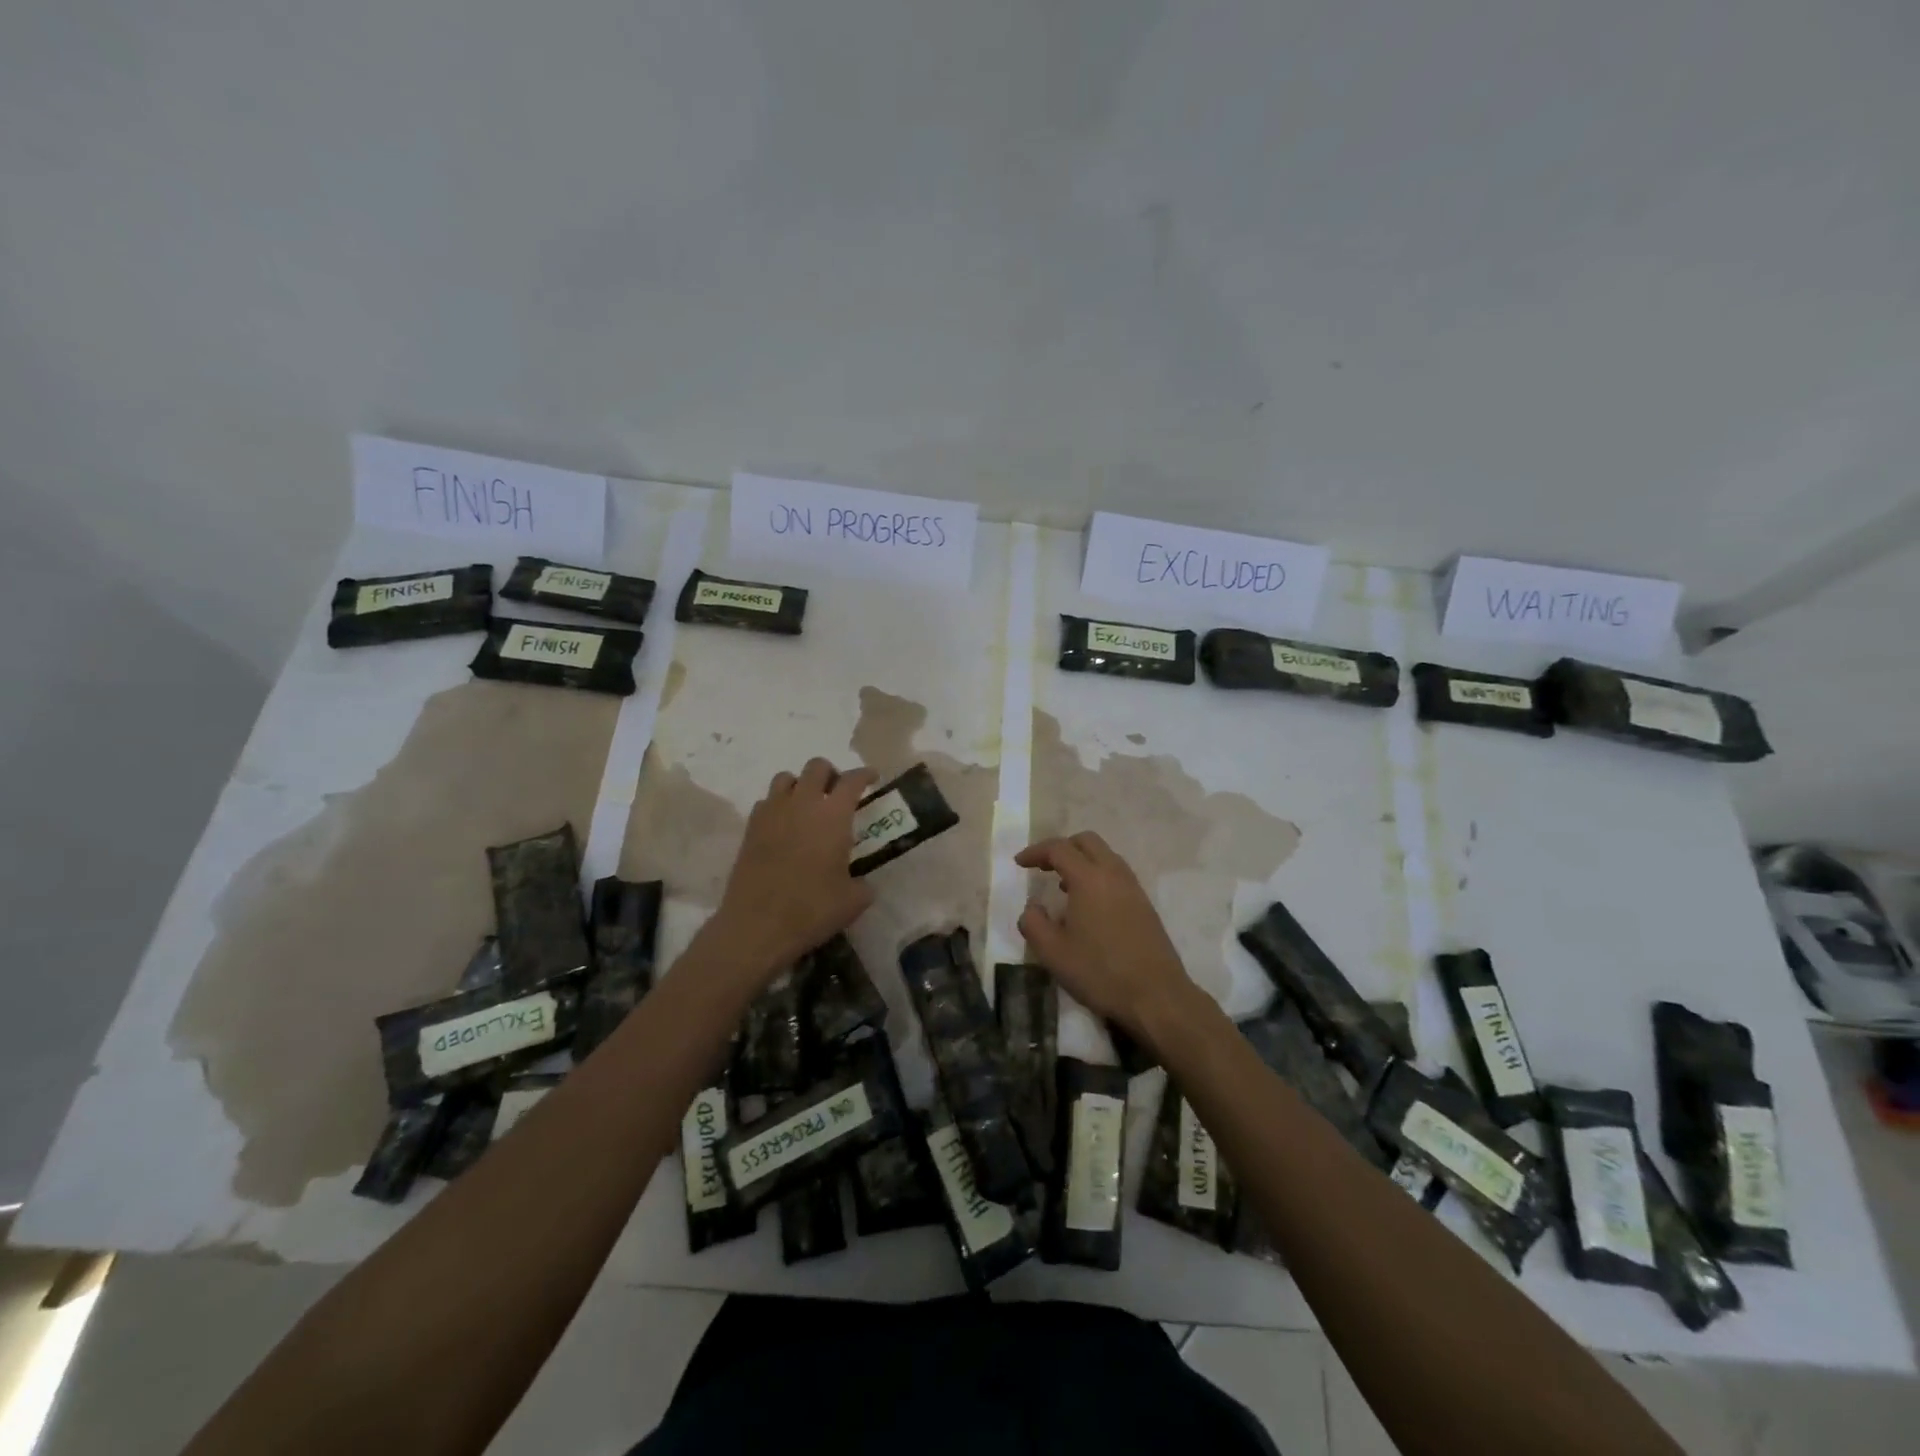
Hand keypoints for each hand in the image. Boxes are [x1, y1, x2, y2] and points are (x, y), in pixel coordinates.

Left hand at [709, 758, 877, 979]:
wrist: (757, 925)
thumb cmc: (812, 909)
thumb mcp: (853, 901)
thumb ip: (863, 884)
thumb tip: (862, 883)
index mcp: (833, 815)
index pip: (852, 779)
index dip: (865, 774)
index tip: (872, 778)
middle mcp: (802, 804)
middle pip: (816, 766)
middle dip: (830, 774)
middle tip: (837, 793)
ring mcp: (772, 813)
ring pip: (786, 778)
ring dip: (800, 785)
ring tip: (808, 806)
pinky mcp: (750, 828)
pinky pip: (766, 801)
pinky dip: (778, 805)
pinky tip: (784, 826)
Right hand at [1015, 832, 1201, 1037]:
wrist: (1156, 996)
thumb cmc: (1100, 972)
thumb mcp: (1053, 953)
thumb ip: (1033, 924)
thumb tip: (1032, 907)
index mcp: (1089, 879)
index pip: (1059, 849)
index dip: (1036, 852)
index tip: (1019, 863)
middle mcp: (1113, 874)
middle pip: (1087, 841)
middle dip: (1062, 848)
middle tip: (1043, 867)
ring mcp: (1133, 888)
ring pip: (1105, 856)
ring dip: (1082, 861)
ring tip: (1063, 886)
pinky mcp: (1145, 904)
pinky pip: (1117, 874)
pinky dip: (1097, 875)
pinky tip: (1088, 905)